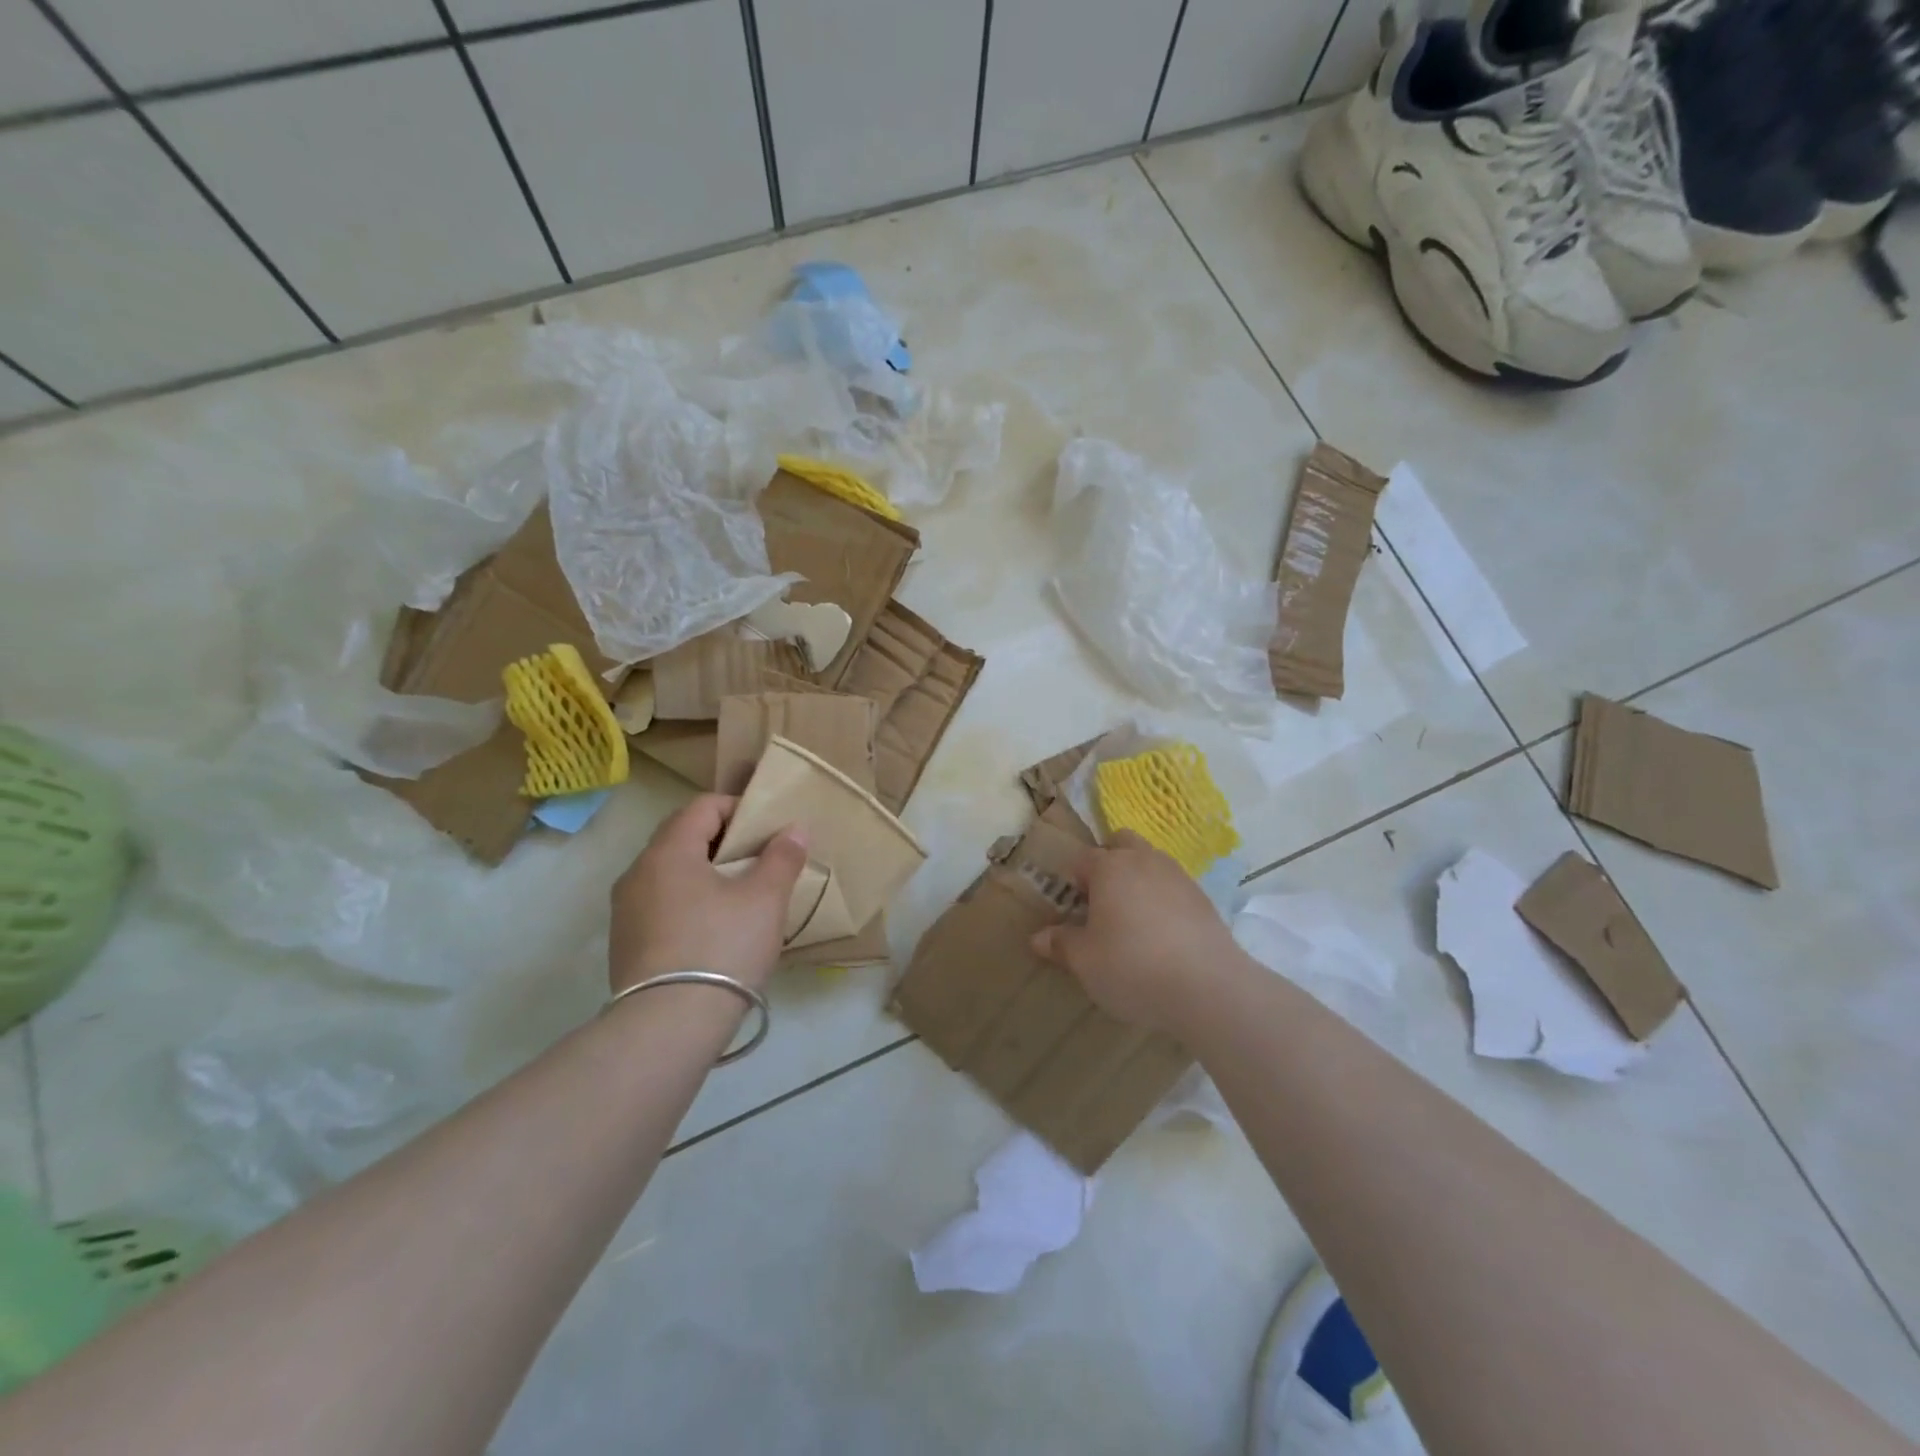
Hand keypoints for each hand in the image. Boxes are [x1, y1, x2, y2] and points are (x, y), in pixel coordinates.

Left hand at [608, 795, 808, 993]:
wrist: (668, 1026)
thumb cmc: (722, 947)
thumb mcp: (765, 899)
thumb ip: (782, 857)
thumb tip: (794, 829)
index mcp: (668, 851)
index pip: (702, 806)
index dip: (738, 808)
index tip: (767, 830)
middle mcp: (638, 872)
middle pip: (682, 836)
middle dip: (722, 840)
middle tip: (757, 860)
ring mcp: (625, 910)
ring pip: (670, 872)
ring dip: (704, 872)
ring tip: (738, 896)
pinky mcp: (625, 943)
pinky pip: (660, 904)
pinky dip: (688, 901)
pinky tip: (713, 929)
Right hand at [1030, 830, 1241, 1034]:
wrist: (1208, 987)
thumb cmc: (1132, 967)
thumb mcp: (1085, 961)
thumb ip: (1061, 944)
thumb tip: (1038, 938)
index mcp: (1110, 867)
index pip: (1082, 859)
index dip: (1073, 882)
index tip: (1072, 909)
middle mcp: (1144, 860)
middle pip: (1121, 843)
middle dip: (1109, 862)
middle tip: (1101, 901)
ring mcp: (1178, 876)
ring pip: (1151, 861)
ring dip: (1138, 878)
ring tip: (1133, 919)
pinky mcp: (1203, 898)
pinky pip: (1174, 886)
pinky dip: (1163, 898)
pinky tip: (1162, 933)